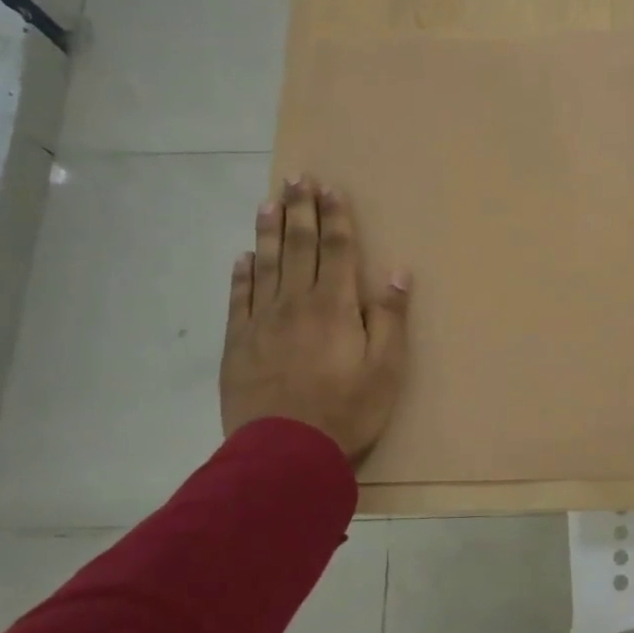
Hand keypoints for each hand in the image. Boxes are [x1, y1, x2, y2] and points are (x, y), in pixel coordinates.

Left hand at [220, 176, 409, 462]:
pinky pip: (238, 298)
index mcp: (334, 306)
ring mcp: (261, 322)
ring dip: (269, 231)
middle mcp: (295, 304)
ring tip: (268, 202)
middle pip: (299, 247)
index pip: (335, 250)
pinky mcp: (238, 344)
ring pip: (266, 265)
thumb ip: (390, 317)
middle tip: (296, 178)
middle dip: (300, 211)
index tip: (329, 188)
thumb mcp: (386, 368)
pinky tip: (244, 256)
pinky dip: (242, 274)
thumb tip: (396, 271)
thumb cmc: (347, 410)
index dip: (334, 217)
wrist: (284, 454)